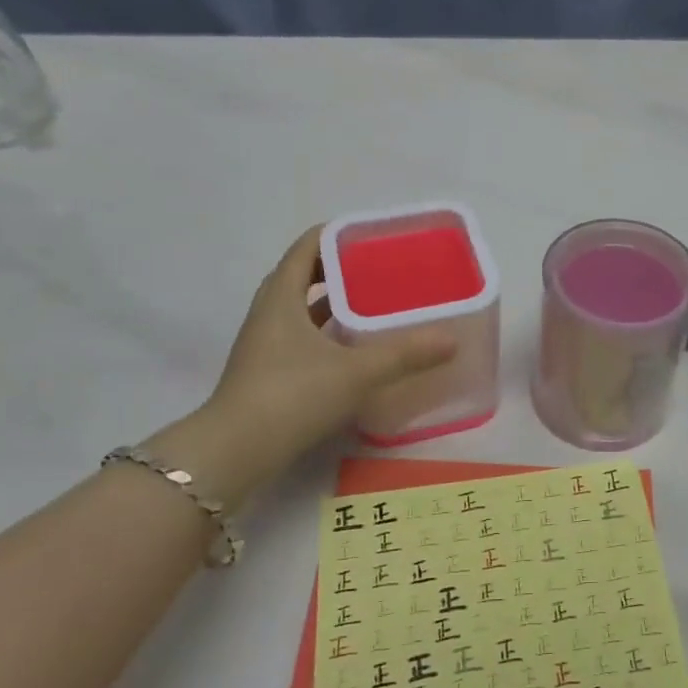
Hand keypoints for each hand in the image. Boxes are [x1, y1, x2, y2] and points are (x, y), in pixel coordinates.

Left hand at [189, 227, 455, 490]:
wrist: (235, 453)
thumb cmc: (292, 396)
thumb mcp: (355, 372)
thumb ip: (404, 354)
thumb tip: (452, 340)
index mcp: (282, 296)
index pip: (309, 246)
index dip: (340, 234)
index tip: (375, 235)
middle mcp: (270, 312)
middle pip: (306, 274)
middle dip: (343, 268)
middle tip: (384, 269)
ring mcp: (266, 343)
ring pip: (304, 309)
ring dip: (335, 303)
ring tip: (377, 303)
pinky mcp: (269, 371)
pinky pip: (304, 337)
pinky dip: (329, 334)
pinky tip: (357, 348)